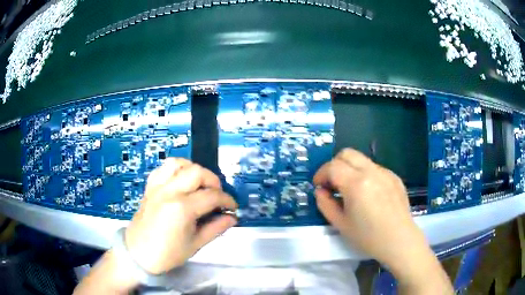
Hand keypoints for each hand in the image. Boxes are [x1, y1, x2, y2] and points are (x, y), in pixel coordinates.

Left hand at [124, 158, 237, 273]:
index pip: (211, 195)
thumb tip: (232, 218)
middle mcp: (169, 191)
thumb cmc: (168, 254)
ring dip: (193, 170)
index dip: (227, 200)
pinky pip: (163, 168)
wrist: (139, 254)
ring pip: (179, 163)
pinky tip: (180, 181)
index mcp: (182, 208)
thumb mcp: (195, 244)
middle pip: (197, 172)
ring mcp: (157, 187)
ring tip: (199, 185)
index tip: (232, 207)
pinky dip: (176, 169)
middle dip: (213, 181)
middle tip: (217, 196)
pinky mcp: (150, 187)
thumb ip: (216, 228)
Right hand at [314, 148, 452, 292]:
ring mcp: (385, 172)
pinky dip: (365, 174)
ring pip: (361, 159)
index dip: (321, 174)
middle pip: (347, 153)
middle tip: (333, 183)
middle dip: (334, 165)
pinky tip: (369, 194)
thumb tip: (320, 191)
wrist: (399, 240)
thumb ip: (325, 204)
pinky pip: (375, 168)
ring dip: (350, 169)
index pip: (332, 166)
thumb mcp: (341, 224)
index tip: (319, 186)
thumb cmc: (368, 237)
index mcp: (356, 184)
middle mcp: (371, 172)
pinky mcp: (394, 177)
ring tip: (351, 190)